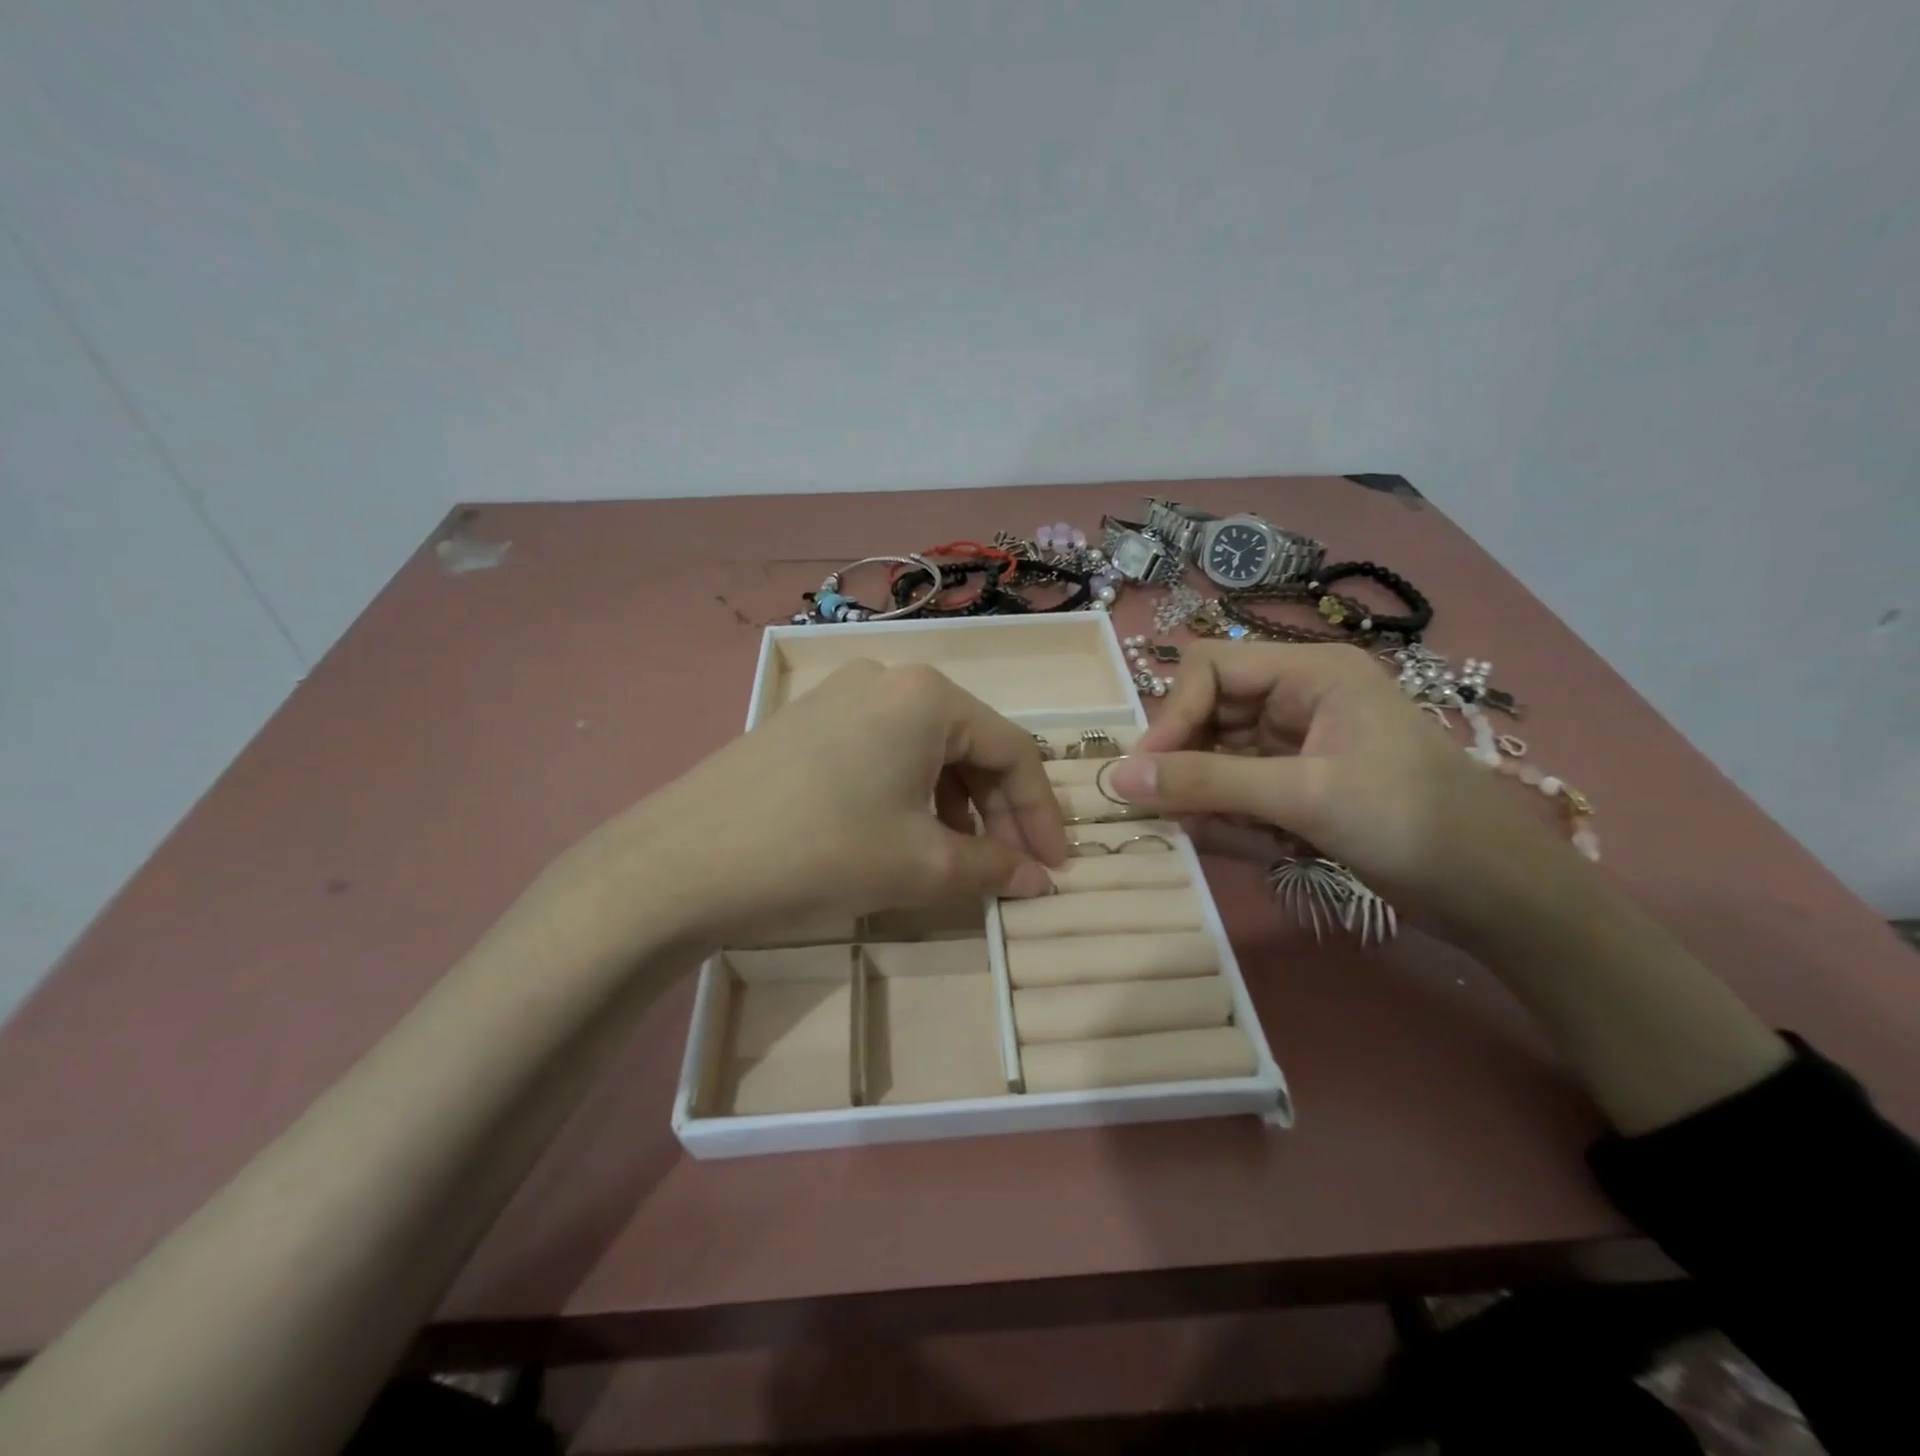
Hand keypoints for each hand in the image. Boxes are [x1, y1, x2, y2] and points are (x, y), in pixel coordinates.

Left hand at [581, 660, 1067, 946]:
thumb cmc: (821, 852)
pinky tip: (900, 836)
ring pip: (924, 750)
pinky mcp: (804, 723)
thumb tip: (1036, 880)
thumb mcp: (920, 867)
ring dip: (953, 805)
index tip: (1054, 869)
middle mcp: (886, 678)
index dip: (1040, 814)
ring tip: (956, 859)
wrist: (679, 864)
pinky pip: (881, 753)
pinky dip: (908, 795)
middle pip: (969, 745)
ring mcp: (838, 696)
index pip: (1013, 750)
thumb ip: (991, 868)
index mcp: (927, 696)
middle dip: (997, 811)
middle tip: (1008, 869)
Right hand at [1107, 641, 1578, 933]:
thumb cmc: (1410, 823)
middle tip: (1167, 812)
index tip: (1146, 773)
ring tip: (1218, 835)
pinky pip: (1242, 789)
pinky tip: (1252, 845)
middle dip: (1187, 763)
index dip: (1171, 716)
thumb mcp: (1303, 797)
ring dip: (1208, 797)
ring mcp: (1301, 743)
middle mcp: (1300, 698)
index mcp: (1309, 673)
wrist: (1498, 895)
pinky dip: (1232, 818)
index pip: (1210, 670)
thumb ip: (1207, 783)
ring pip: (1221, 757)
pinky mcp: (1303, 784)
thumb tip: (1117, 778)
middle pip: (1210, 713)